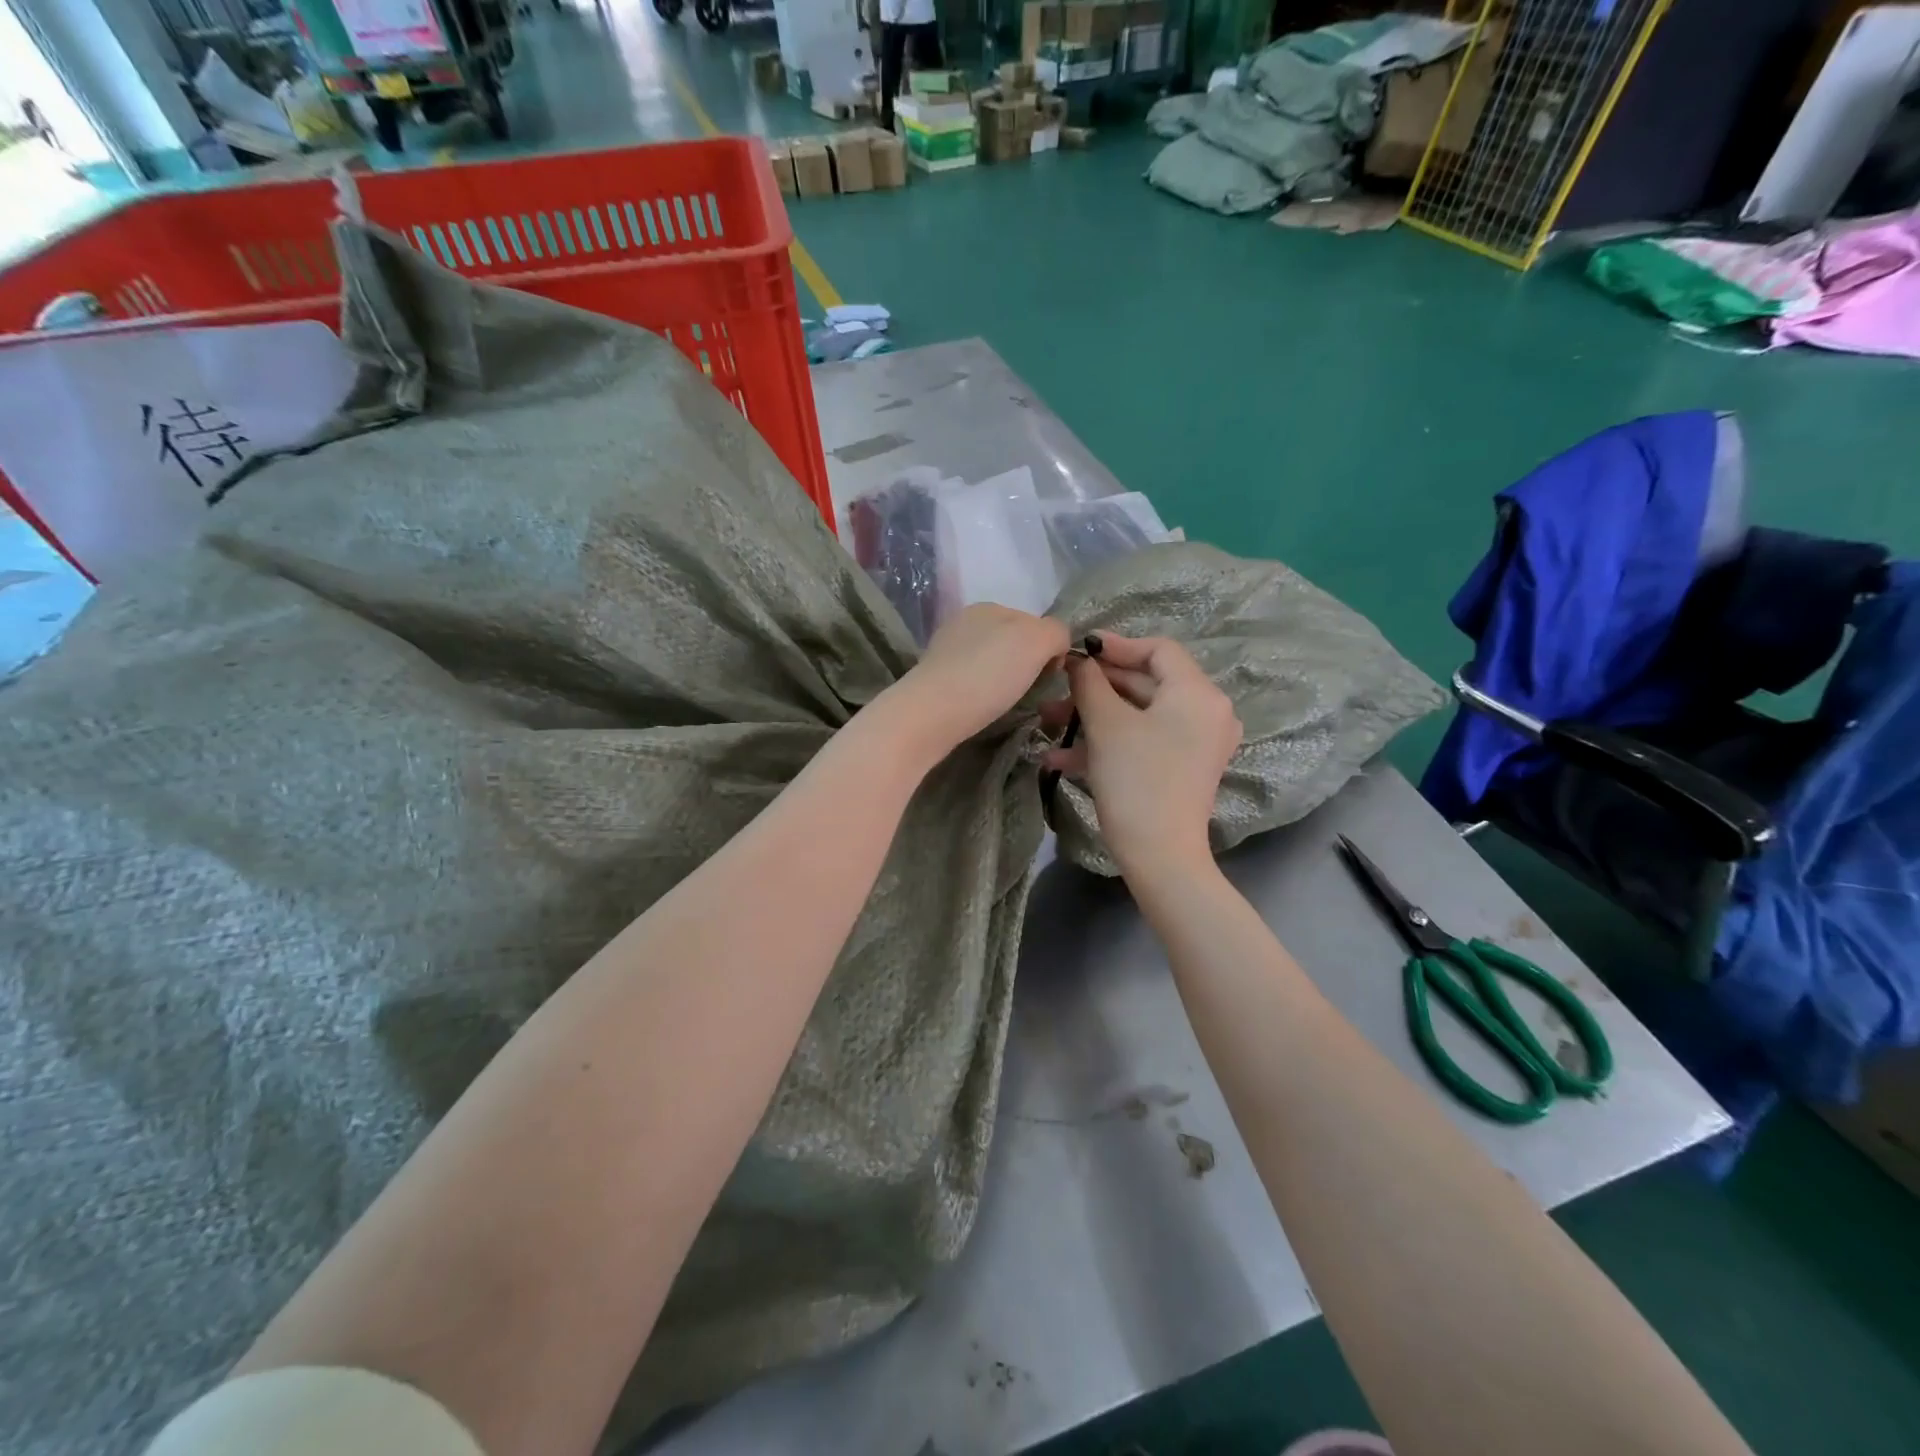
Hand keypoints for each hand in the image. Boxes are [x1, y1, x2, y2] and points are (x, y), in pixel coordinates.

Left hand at [886, 604, 1070, 760]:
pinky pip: (972, 682)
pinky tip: (982, 709)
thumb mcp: (1036, 641)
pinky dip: (982, 694)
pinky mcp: (934, 679)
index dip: (1049, 650)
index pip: (1035, 623)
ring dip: (1004, 681)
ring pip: (991, 663)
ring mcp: (946, 650)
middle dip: (1026, 665)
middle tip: (1030, 693)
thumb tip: (1056, 646)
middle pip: (1012, 643)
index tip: (1050, 677)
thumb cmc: (988, 674)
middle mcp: (965, 622)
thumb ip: (1056, 633)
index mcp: (989, 607)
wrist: (932, 713)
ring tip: (1005, 704)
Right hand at [1042, 632, 1240, 878]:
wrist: (1160, 856)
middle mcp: (1207, 712)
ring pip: (1139, 715)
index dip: (1116, 645)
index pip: (1158, 650)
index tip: (1079, 649)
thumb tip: (1079, 659)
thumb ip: (1090, 682)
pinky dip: (1109, 742)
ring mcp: (1198, 742)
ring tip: (1049, 725)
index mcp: (1198, 693)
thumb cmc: (1135, 780)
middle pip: (1146, 683)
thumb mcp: (1106, 724)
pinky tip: (1062, 759)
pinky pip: (1145, 740)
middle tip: (1055, 691)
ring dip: (1093, 717)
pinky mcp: (1184, 767)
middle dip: (1096, 688)